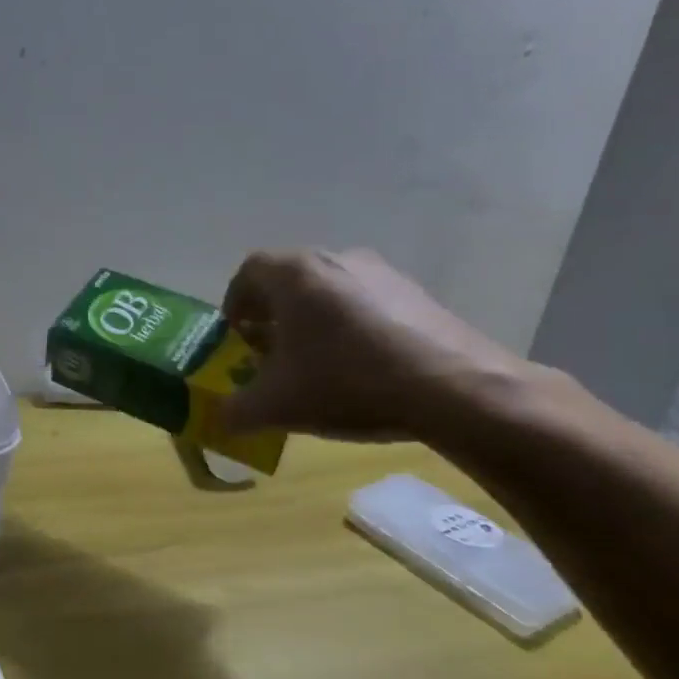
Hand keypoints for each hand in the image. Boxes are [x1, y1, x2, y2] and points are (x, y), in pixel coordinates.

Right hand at [220, 248, 530, 442]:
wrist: (457, 389)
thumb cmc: (348, 381)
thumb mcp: (277, 406)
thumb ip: (237, 411)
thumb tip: (221, 419)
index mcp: (293, 273)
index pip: (248, 272)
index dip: (235, 303)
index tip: (236, 336)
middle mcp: (334, 259)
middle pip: (289, 279)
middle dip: (273, 314)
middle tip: (270, 351)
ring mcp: (381, 272)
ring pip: (328, 290)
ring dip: (313, 319)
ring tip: (316, 362)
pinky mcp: (417, 293)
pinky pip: (366, 301)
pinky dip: (351, 326)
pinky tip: (361, 366)